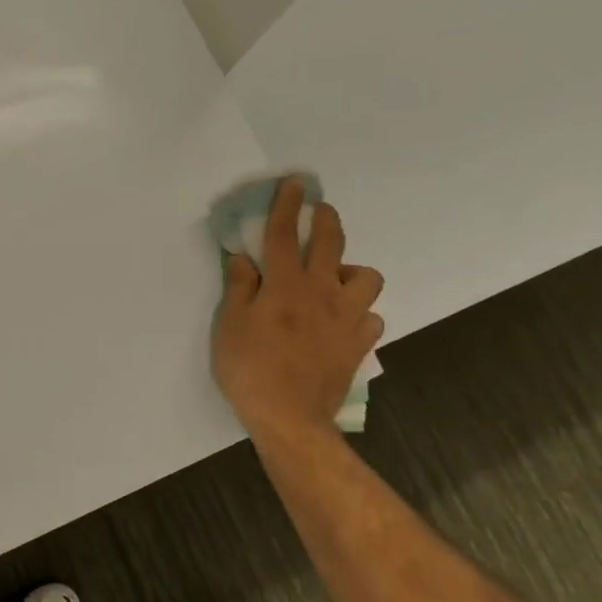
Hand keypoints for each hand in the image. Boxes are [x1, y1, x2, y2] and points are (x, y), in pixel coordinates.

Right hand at [213, 179, 385, 442]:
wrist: (290, 417)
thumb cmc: (250, 369)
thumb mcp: (230, 326)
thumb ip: (239, 287)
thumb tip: (243, 258)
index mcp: (285, 286)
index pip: (285, 235)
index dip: (287, 207)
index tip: (293, 184)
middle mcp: (322, 293)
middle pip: (331, 243)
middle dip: (325, 219)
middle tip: (318, 210)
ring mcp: (347, 318)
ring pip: (366, 277)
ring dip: (350, 270)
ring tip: (333, 278)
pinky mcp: (360, 343)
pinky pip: (370, 316)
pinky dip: (358, 312)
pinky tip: (343, 320)